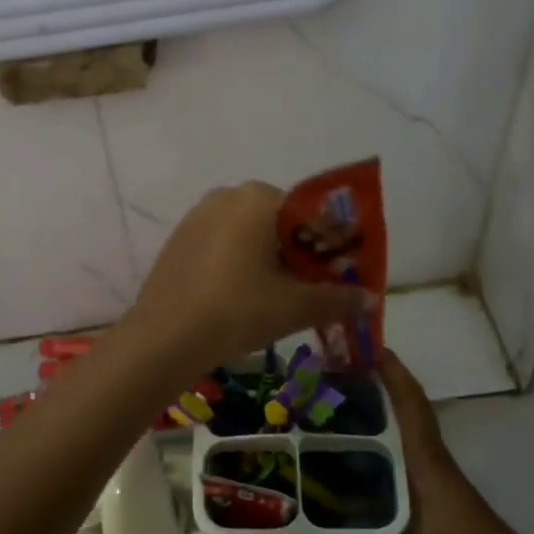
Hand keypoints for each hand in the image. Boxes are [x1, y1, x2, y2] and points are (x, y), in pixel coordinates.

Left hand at [123, 182, 373, 368]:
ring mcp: (196, 217)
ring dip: (269, 263)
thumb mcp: (295, 306)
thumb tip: (370, 299)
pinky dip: (239, 267)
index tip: (337, 280)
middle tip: (308, 295)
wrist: (164, 338)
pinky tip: (239, 301)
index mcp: (258, 197)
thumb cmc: (237, 310)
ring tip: (275, 302)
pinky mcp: (177, 241)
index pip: (311, 215)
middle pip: (280, 224)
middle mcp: (226, 195)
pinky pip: (222, 247)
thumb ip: (338, 298)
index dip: (330, 249)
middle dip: (299, 256)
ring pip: (249, 236)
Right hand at [313, 350, 523, 533]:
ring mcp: (436, 471)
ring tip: (338, 399)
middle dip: (377, 382)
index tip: (366, 346)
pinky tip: (358, 448)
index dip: (393, 373)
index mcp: (427, 465)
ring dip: (381, 406)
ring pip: (407, 425)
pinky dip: (385, 433)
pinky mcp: (436, 486)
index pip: (411, 407)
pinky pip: (407, 445)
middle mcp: (431, 459)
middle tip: (334, 372)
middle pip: (406, 407)